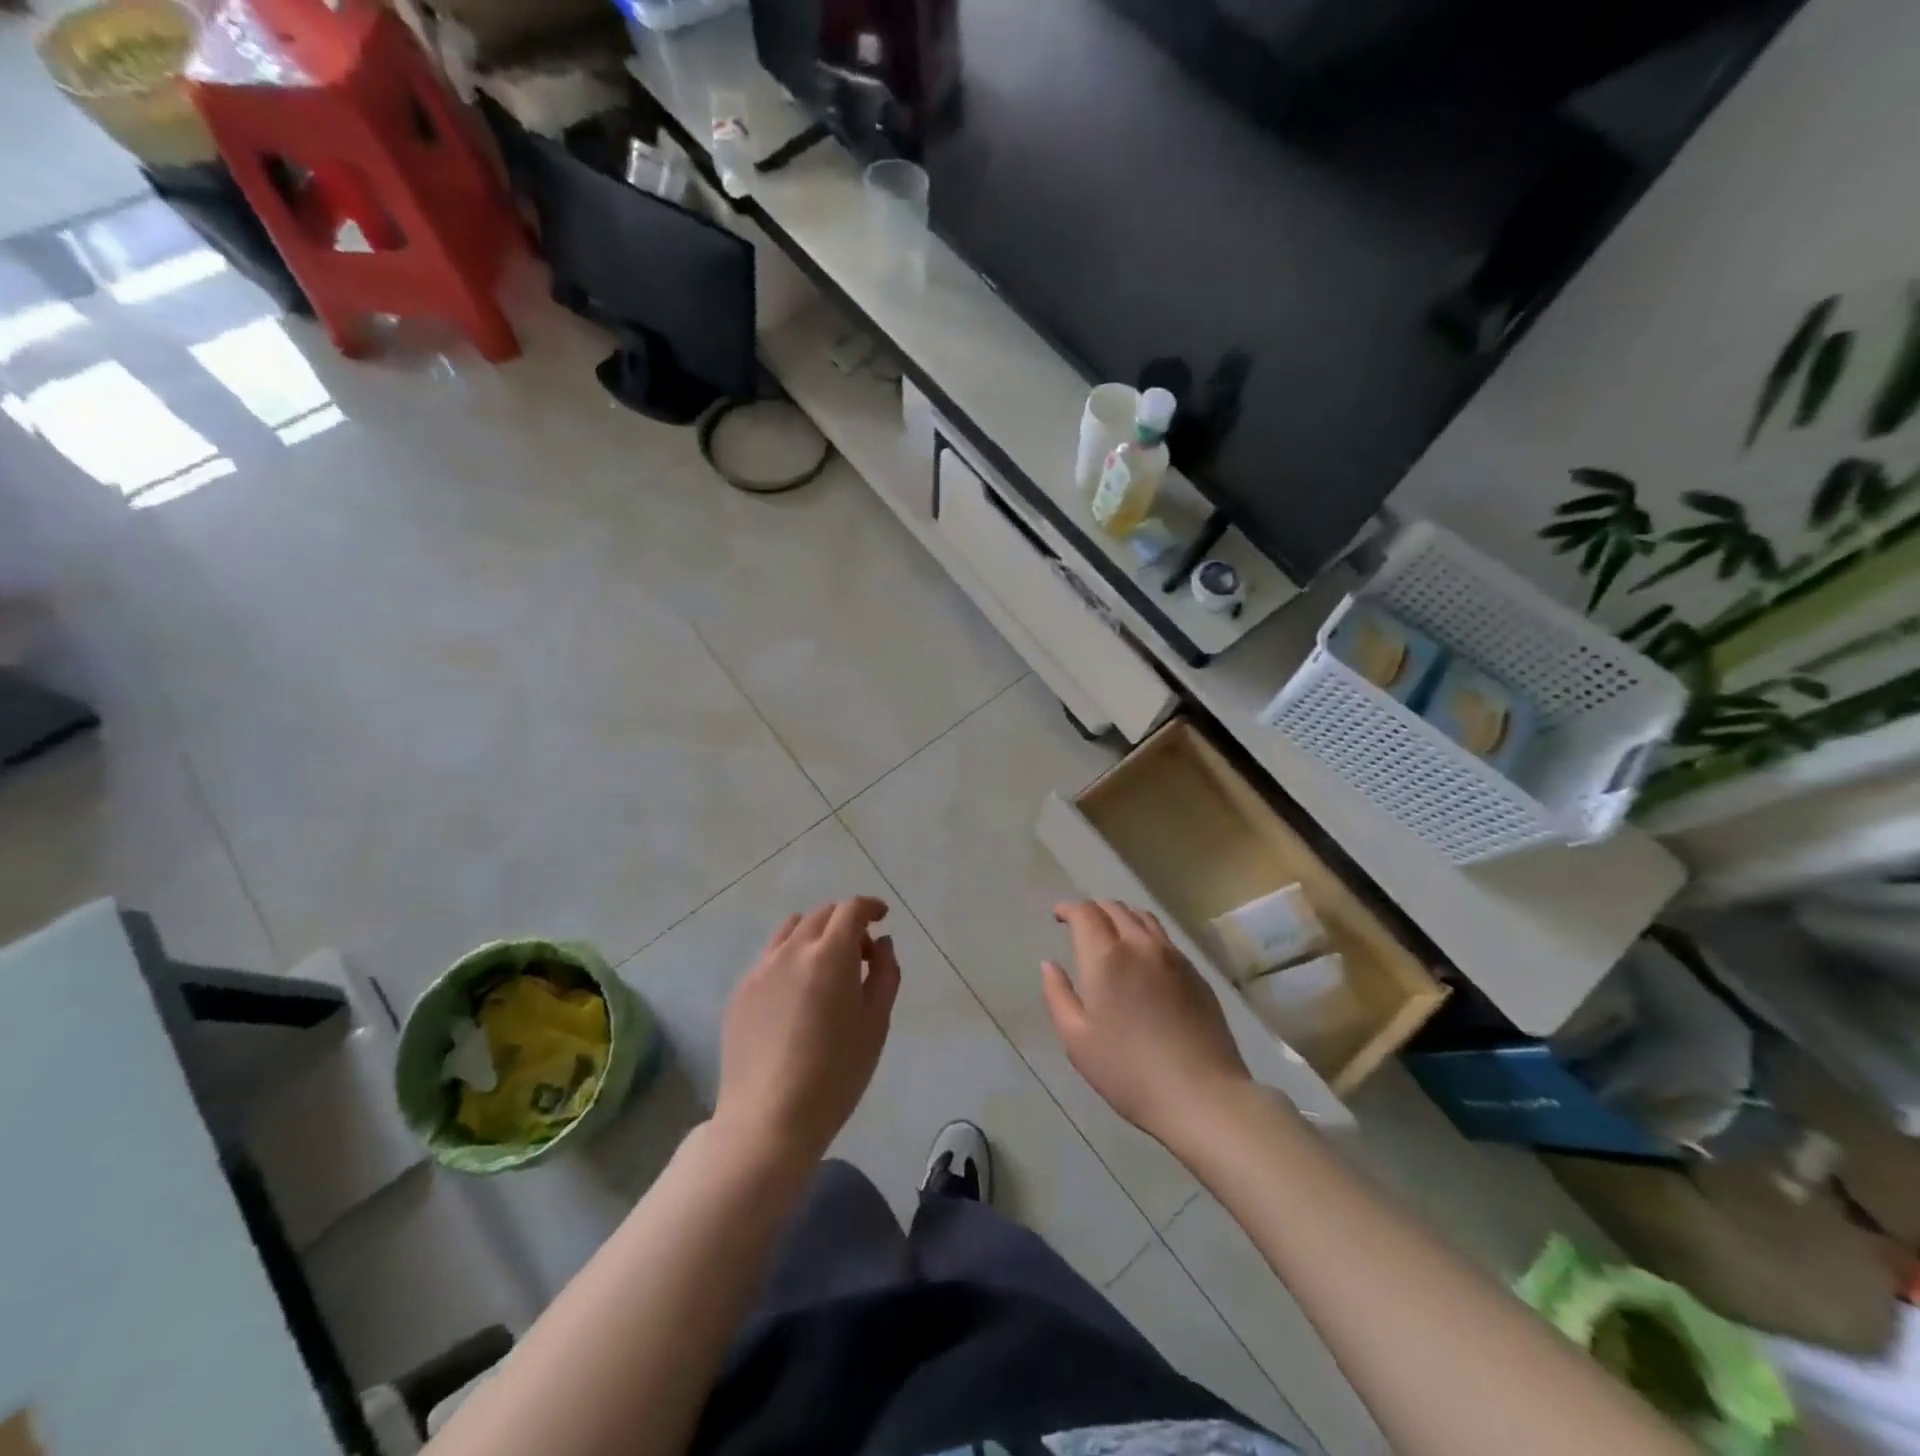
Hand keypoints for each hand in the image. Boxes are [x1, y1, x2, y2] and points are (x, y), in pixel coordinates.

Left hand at [715, 898, 900, 1165]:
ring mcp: (760, 970)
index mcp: (830, 954)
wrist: (769, 1120)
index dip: (870, 907)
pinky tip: (796, 998)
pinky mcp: (740, 993)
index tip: (882, 918)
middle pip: (821, 915)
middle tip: (861, 957)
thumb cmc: (836, 1074)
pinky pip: (770, 959)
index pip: (851, 909)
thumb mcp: (876, 1023)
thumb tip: (882, 945)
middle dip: (845, 924)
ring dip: (814, 936)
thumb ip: (885, 974)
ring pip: (791, 931)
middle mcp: (792, 950)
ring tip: (825, 971)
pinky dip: (790, 960)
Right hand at [1043, 900, 1251, 1146]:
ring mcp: (1173, 957)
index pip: (1085, 913)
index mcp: (1107, 957)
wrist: (1201, 1095)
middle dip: (1092, 909)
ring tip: (1110, 932)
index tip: (1057, 915)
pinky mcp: (1195, 973)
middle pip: (1114, 907)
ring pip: (1143, 917)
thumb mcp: (1077, 1040)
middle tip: (1080, 924)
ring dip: (1120, 915)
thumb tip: (1049, 964)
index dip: (1068, 908)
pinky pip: (1164, 938)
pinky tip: (1142, 957)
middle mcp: (1140, 945)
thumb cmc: (1128, 1072)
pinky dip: (1145, 933)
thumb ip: (1058, 995)